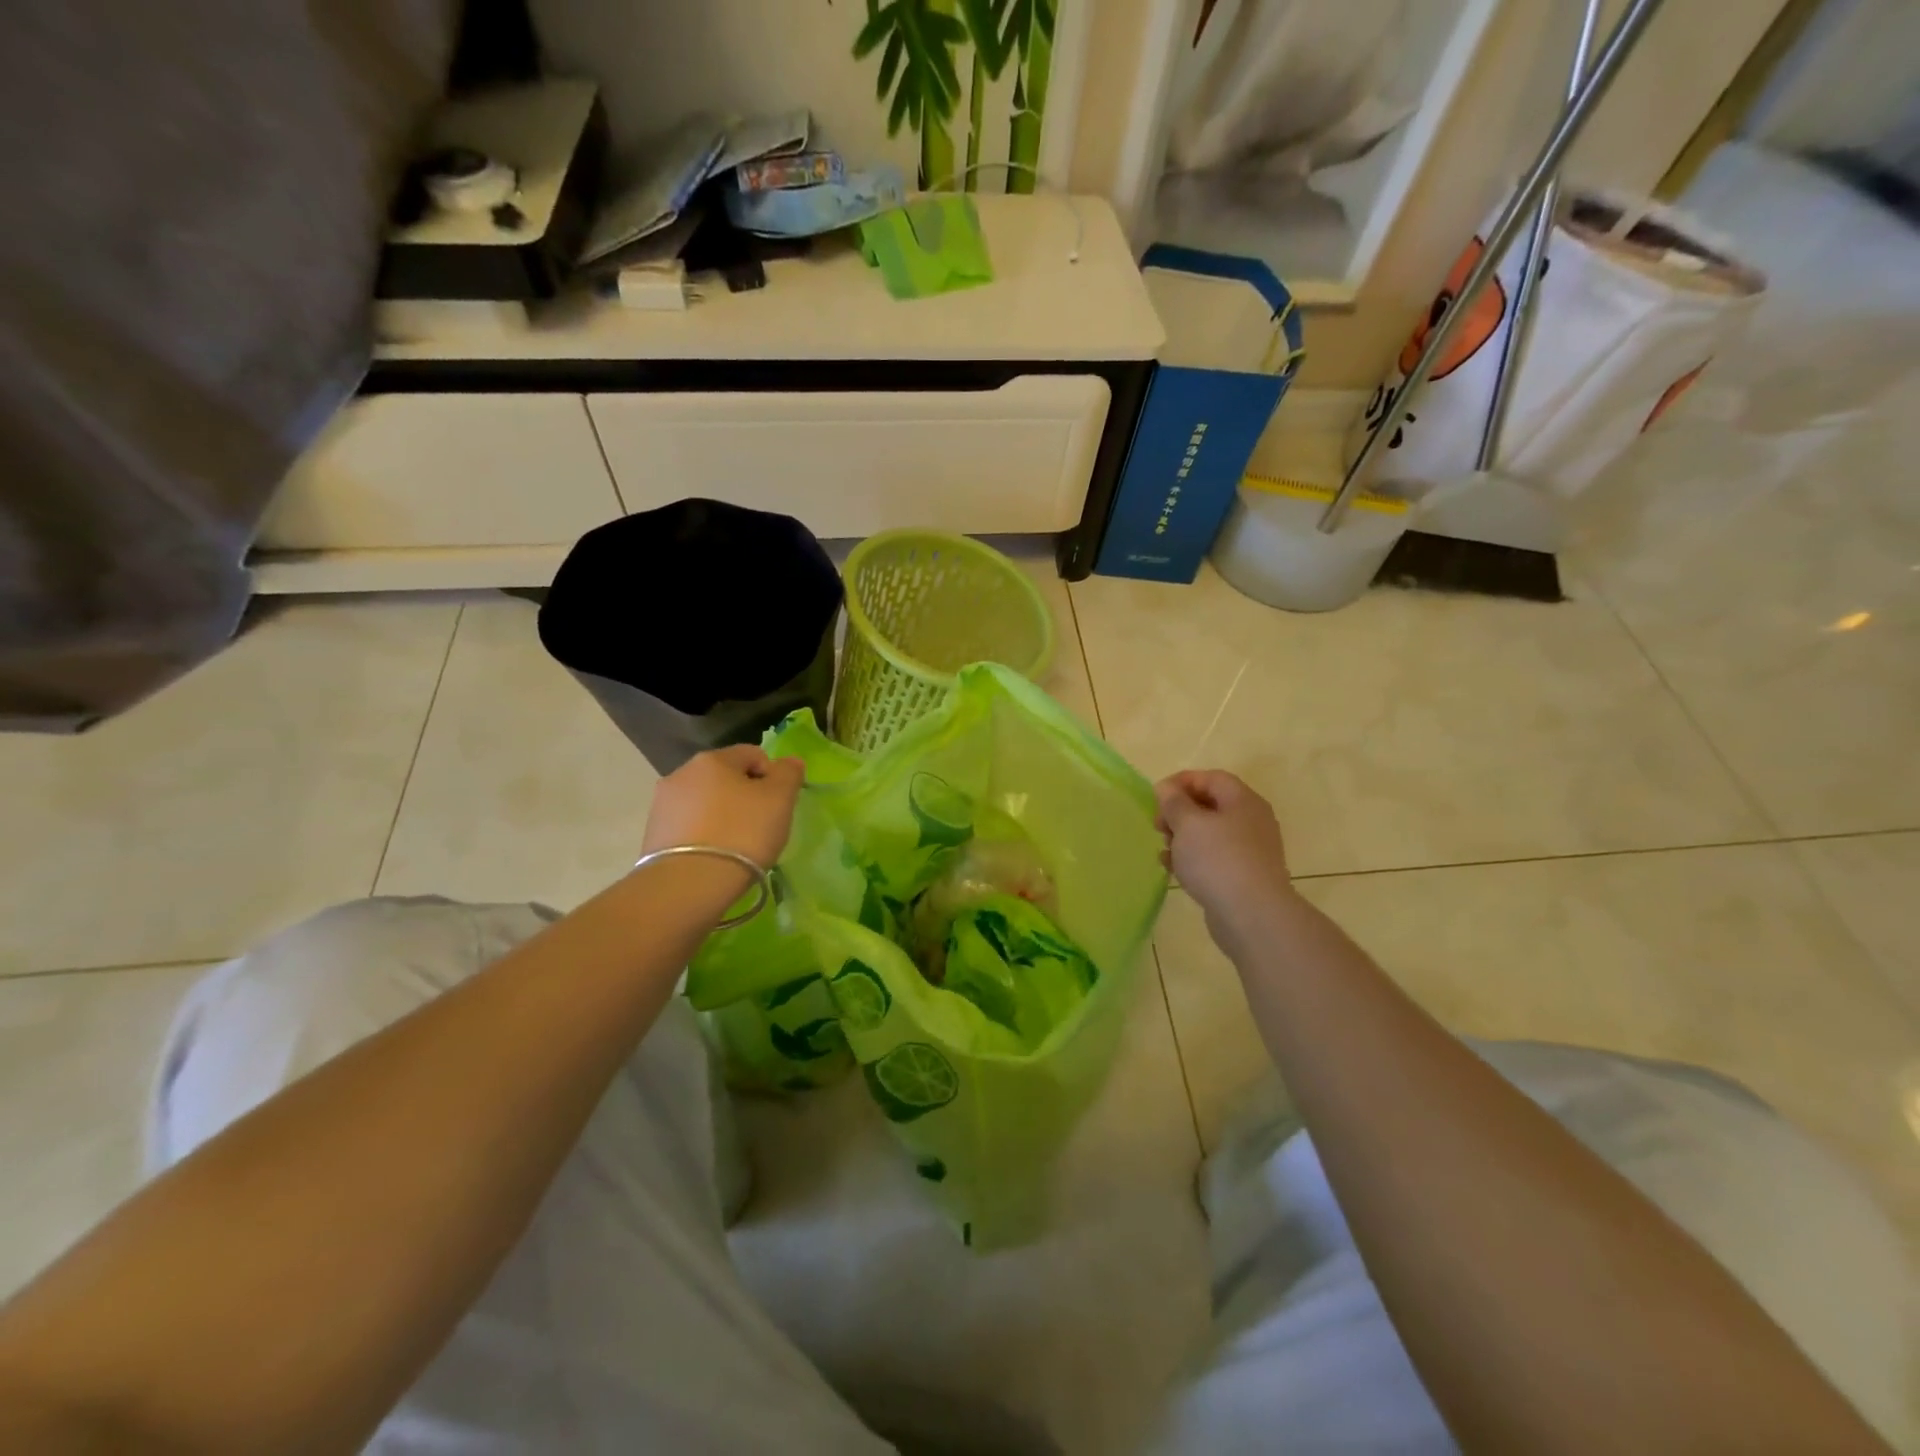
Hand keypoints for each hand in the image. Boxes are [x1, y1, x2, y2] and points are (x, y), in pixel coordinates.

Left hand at [642, 745, 804, 870]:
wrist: (688, 884)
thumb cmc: (742, 834)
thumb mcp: (779, 800)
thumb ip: (789, 774)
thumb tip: (790, 761)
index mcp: (713, 759)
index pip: (753, 755)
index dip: (772, 777)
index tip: (778, 806)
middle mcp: (682, 773)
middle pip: (726, 778)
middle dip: (745, 796)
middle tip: (760, 827)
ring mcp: (662, 804)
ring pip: (706, 802)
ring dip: (723, 815)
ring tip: (735, 846)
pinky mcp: (653, 834)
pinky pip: (689, 826)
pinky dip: (704, 834)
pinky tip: (714, 856)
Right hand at [1154, 770, 1294, 936]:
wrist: (1252, 915)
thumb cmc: (1217, 859)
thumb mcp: (1188, 823)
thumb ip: (1174, 802)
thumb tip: (1167, 788)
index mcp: (1243, 801)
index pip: (1211, 778)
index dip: (1181, 782)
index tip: (1156, 796)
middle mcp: (1251, 821)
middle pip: (1210, 805)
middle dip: (1179, 812)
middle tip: (1158, 826)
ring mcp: (1249, 850)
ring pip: (1209, 834)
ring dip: (1182, 837)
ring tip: (1164, 850)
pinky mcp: (1243, 876)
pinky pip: (1213, 858)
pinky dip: (1192, 858)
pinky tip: (1173, 869)